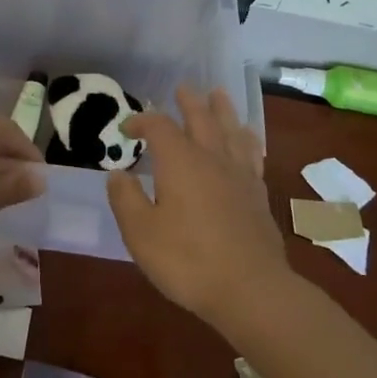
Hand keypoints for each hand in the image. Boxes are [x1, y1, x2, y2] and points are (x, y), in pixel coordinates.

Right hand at [107, 86, 292, 327]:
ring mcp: (239, 175)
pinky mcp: (258, 195)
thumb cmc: (188, 260)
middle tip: (182, 88)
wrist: (250, 289)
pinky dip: (247, 139)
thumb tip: (118, 174)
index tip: (127, 128)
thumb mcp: (140, 233)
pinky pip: (252, 154)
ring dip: (222, 110)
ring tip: (218, 95)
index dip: (141, 121)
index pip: (158, 126)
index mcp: (179, 161)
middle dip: (189, 102)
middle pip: (201, 118)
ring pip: (230, 130)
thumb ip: (126, 199)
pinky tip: (247, 139)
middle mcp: (211, 158)